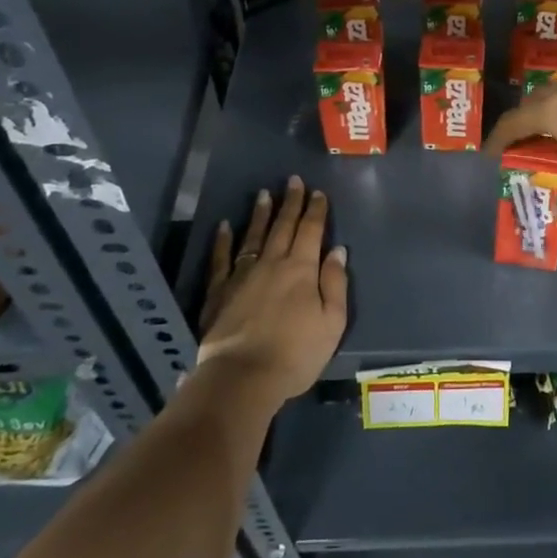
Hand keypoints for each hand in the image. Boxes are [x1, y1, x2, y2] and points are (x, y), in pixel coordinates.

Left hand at [198, 176, 347, 405]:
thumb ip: (335, 284)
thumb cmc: (296, 353)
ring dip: (260, 213)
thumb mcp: (332, 323)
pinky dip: (223, 240)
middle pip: (283, 226)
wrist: (242, 376)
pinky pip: (221, 258)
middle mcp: (272, 263)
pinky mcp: (219, 291)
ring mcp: (243, 275)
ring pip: (254, 235)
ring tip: (264, 194)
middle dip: (291, 202)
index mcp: (302, 269)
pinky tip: (224, 226)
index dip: (316, 210)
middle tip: (293, 181)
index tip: (318, 192)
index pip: (311, 231)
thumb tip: (337, 251)